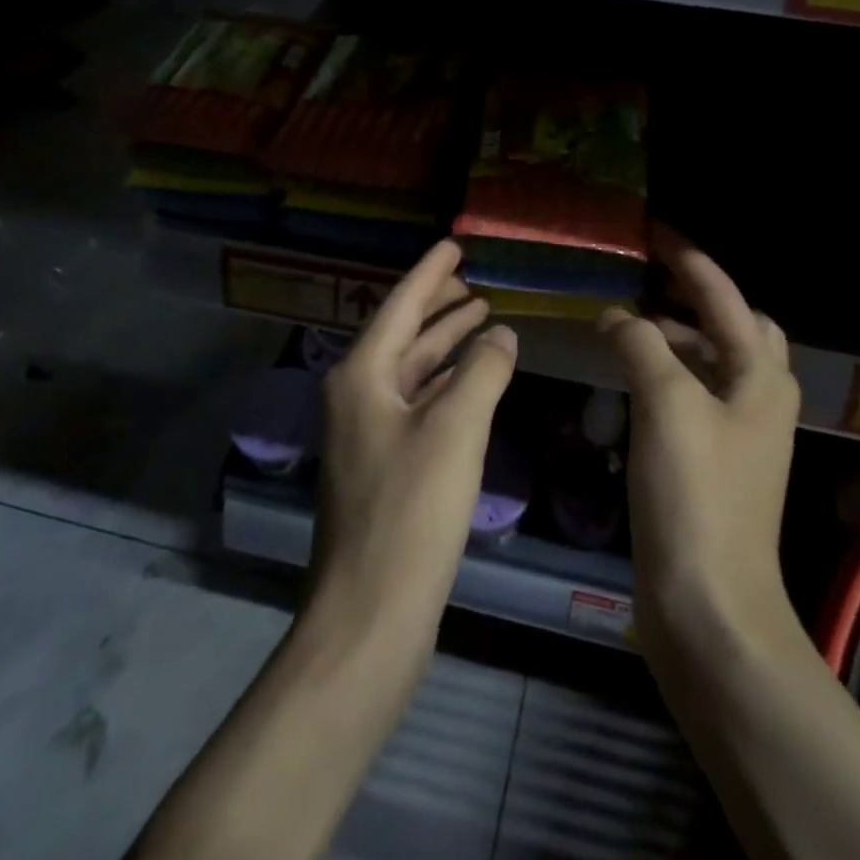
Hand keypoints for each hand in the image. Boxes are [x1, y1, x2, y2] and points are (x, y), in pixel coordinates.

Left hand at [312, 240, 517, 645]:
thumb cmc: (411, 511)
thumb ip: (482, 371)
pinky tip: (473, 382)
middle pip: (402, 335)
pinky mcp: (385, 468)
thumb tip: (502, 335)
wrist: (370, 615)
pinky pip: (419, 405)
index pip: (399, 305)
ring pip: (412, 372)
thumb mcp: (455, 429)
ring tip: (482, 319)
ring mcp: (368, 435)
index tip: (455, 244)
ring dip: (445, 345)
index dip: (430, 273)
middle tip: (476, 283)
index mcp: (361, 376)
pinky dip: (447, 386)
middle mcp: (357, 397)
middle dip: (439, 307)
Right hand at [598, 229, 799, 651]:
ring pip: (710, 362)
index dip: (688, 259)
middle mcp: (759, 397)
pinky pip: (692, 396)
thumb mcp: (668, 404)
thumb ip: (643, 345)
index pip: (724, 295)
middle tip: (645, 278)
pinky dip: (666, 373)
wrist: (710, 605)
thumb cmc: (696, 496)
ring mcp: (738, 432)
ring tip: (627, 321)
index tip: (651, 232)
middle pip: (732, 325)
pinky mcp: (713, 462)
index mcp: (761, 375)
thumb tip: (617, 316)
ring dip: (675, 335)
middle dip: (692, 295)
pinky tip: (630, 376)